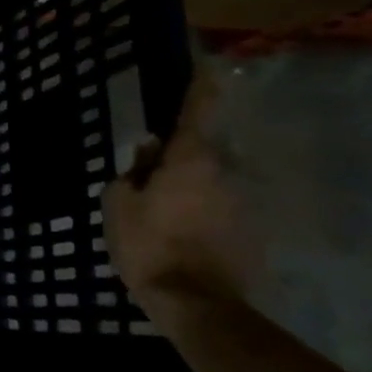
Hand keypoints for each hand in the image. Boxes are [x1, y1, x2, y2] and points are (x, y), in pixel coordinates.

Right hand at [102, 69, 253, 308]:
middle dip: (177, 162)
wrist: (197, 305)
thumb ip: (132, 172)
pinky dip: (201, 221)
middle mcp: (225, 175)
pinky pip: (219, 215)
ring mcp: (243, 206)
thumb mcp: (119, 204)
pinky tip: (182, 243)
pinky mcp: (252, 235)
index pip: (196, 113)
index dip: (199, 88)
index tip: (208, 66)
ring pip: (209, 188)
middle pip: (199, 156)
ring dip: (189, 195)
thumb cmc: (148, 245)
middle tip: (147, 182)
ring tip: (163, 221)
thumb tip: (148, 152)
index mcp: (190, 161)